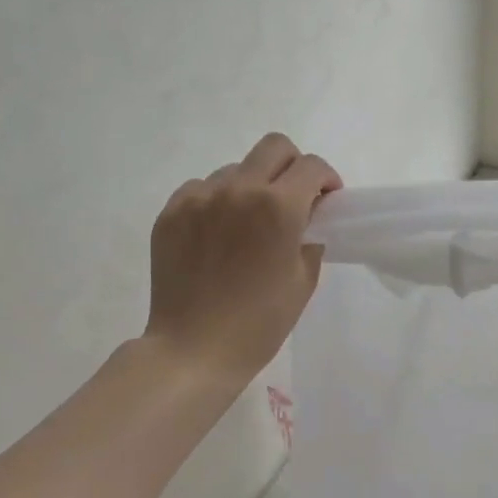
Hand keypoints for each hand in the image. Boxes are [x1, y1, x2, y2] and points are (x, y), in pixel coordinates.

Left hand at [143, 133, 341, 387]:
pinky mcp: (171, 212)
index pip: (311, 167)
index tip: (326, 200)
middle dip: (293, 166)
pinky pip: (201, 188)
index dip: (327, 179)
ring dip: (252, 186)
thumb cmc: (259, 322)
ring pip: (235, 169)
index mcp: (278, 207)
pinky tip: (218, 234)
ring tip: (248, 224)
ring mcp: (199, 198)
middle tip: (294, 198)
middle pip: (274, 147)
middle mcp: (237, 190)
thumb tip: (307, 220)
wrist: (194, 349)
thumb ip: (310, 239)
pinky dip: (217, 201)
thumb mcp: (303, 281)